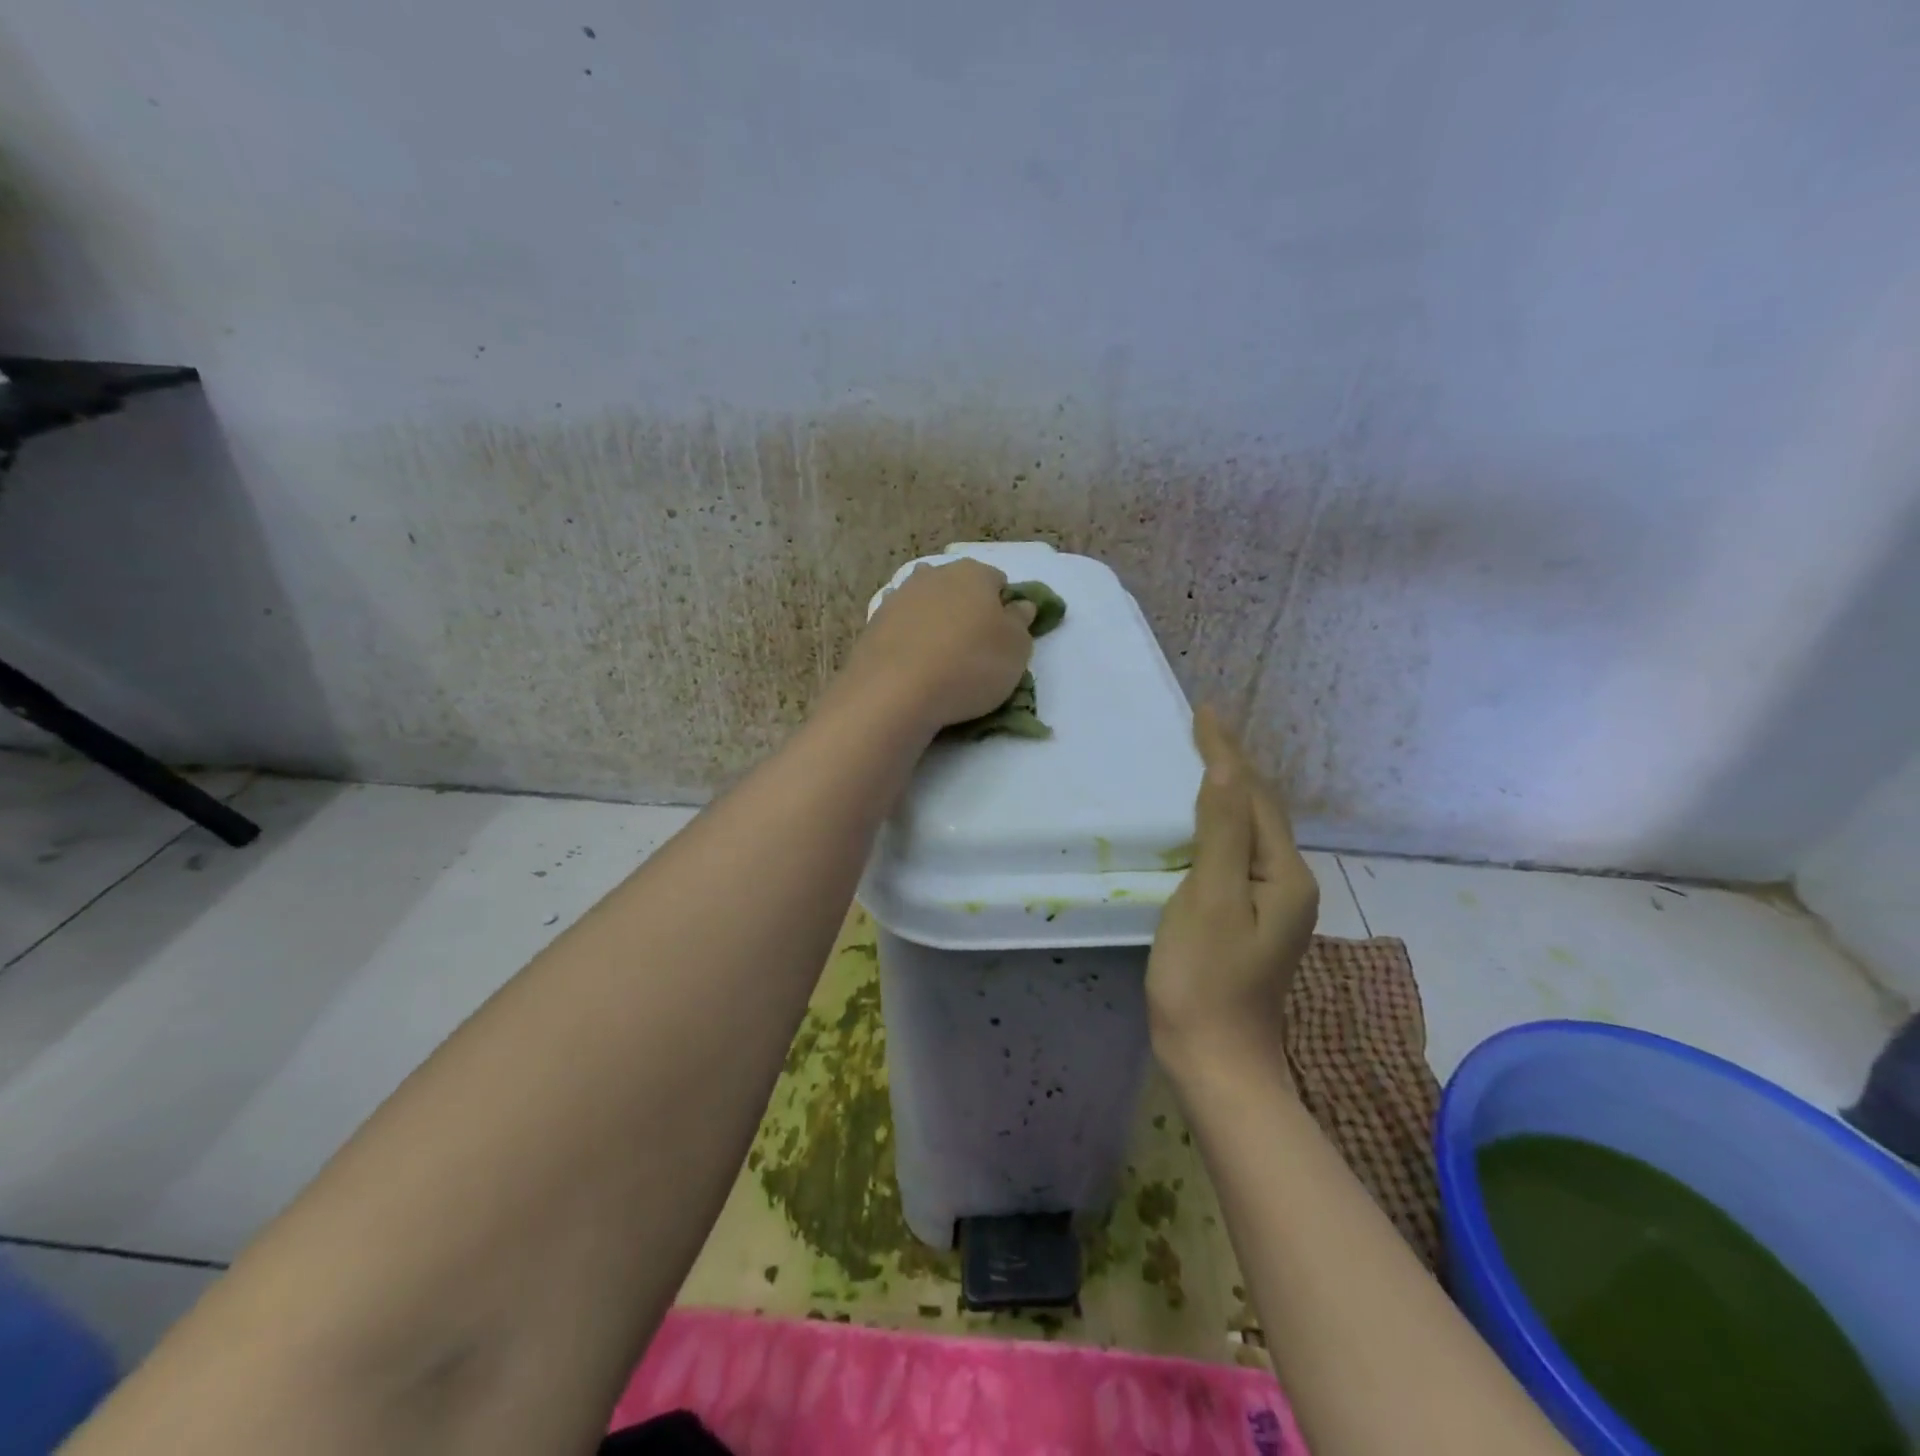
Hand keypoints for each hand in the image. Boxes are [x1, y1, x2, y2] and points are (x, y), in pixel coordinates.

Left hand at [835, 558, 1037, 734]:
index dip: (1004, 608)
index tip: (1004, 638)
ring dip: (936, 624)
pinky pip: (902, 629)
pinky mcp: (873, 625)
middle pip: (958, 589)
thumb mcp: (1017, 650)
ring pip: (927, 606)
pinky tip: (915, 668)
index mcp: (973, 573)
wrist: (895, 691)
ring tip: (942, 661)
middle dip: (967, 611)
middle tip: (974, 650)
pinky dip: (911, 642)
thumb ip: (1021, 623)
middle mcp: (934, 575)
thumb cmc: (970, 665)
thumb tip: (1019, 606)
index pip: (998, 582)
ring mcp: (898, 597)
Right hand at [1148, 707, 1319, 1083]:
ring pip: (1249, 829)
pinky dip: (1219, 823)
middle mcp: (1287, 880)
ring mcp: (1272, 903)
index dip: (1226, 750)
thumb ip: (1220, 831)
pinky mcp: (1250, 918)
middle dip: (1233, 763)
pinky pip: (1237, 852)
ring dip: (1227, 790)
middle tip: (1200, 727)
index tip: (1202, 710)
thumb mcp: (1209, 899)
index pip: (1252, 793)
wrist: (1216, 1062)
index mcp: (1282, 872)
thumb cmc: (1205, 979)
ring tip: (1201, 759)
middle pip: (1259, 807)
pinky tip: (1200, 821)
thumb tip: (1226, 766)